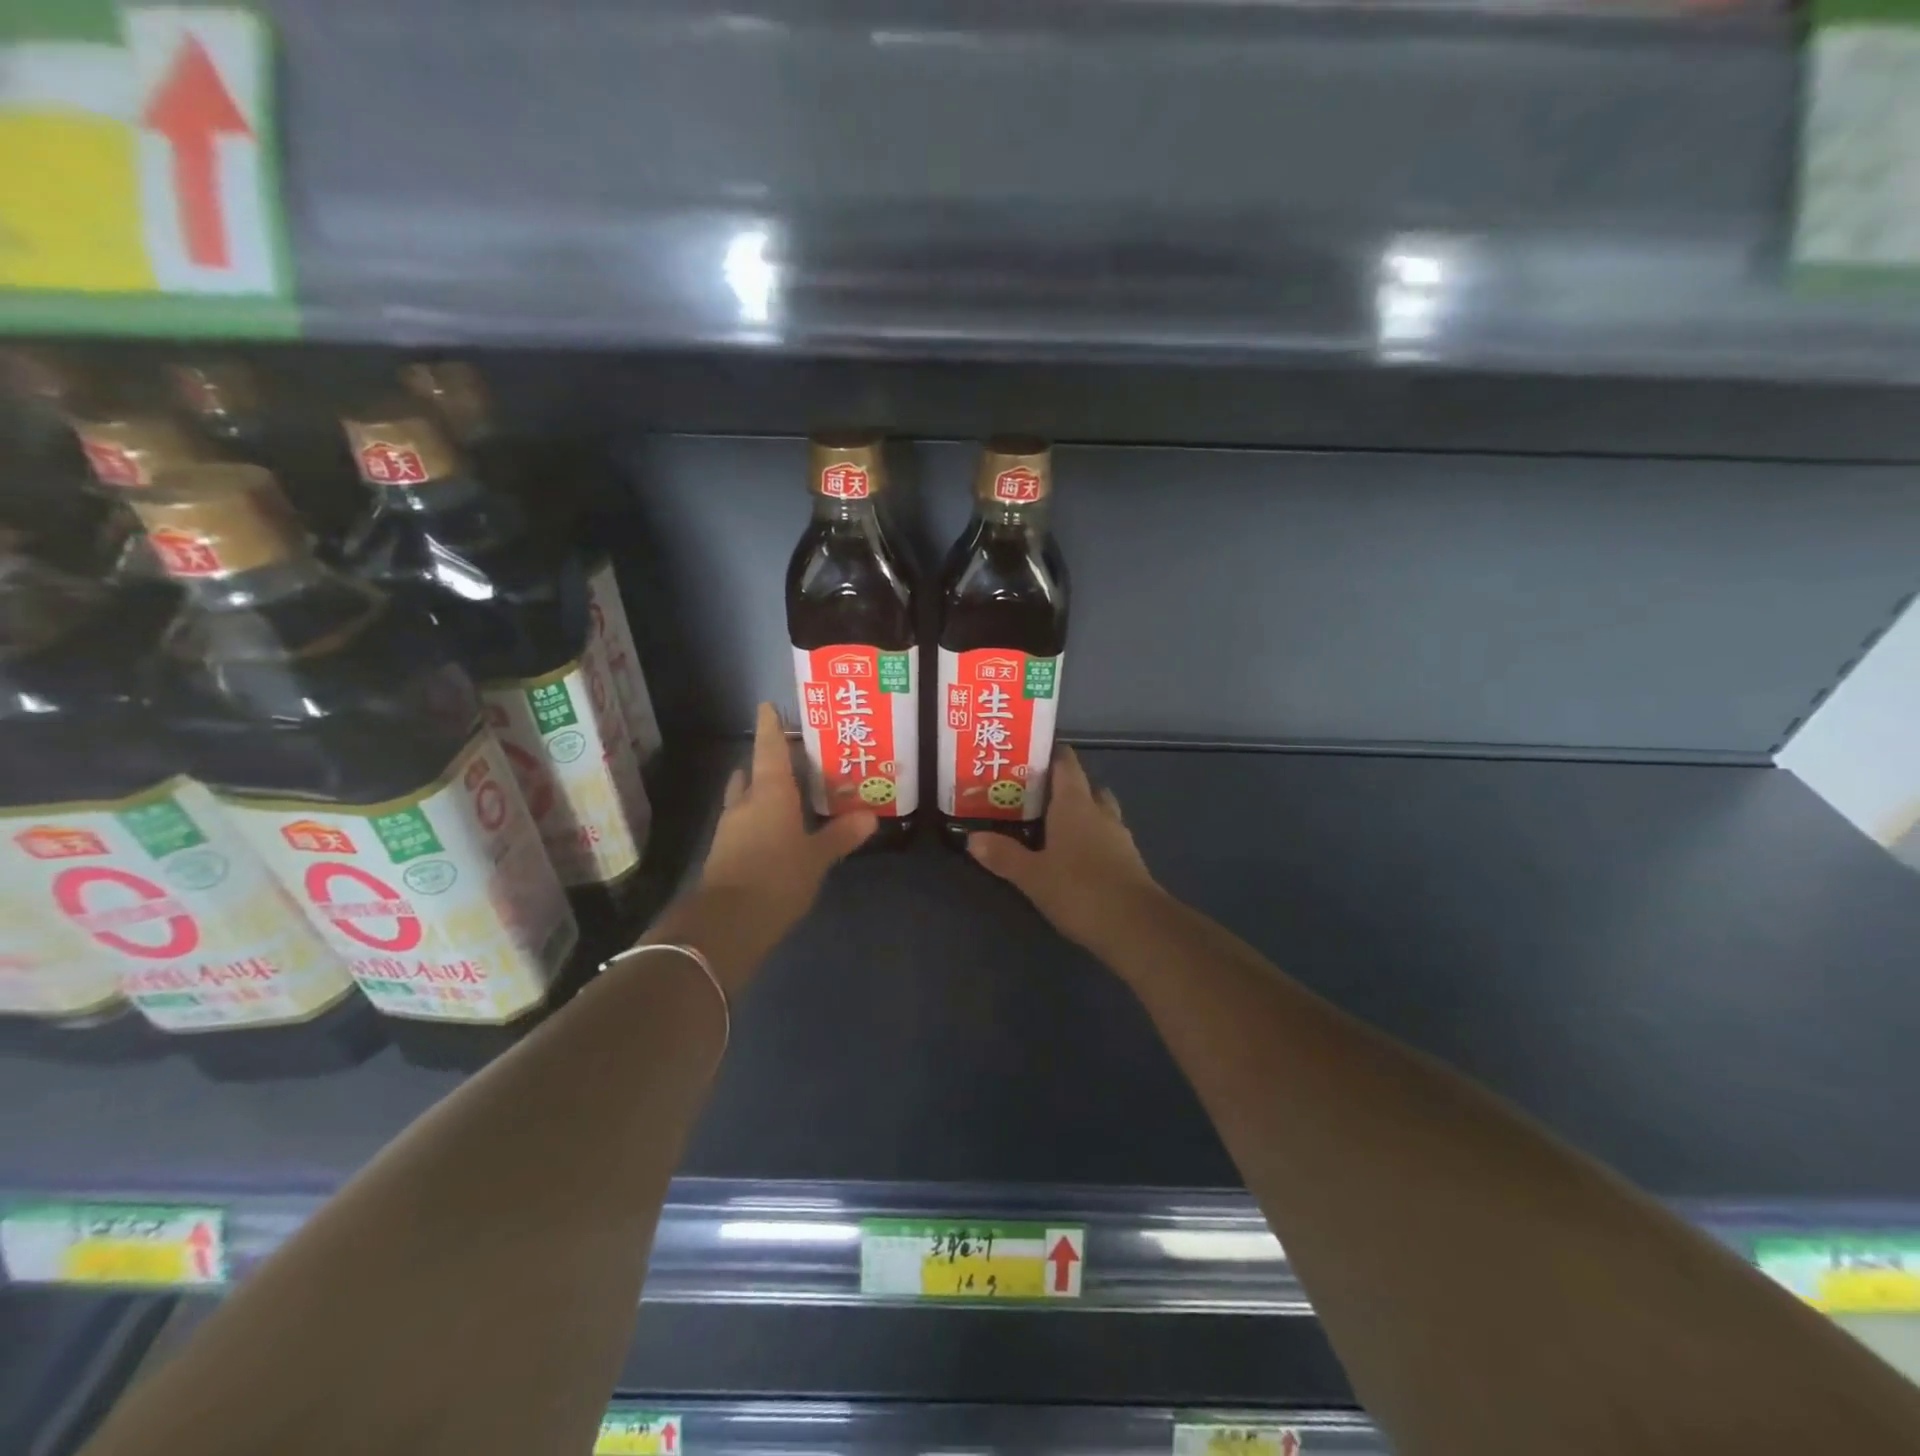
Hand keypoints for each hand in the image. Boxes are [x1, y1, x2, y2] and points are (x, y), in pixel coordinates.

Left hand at [695, 702, 876, 946]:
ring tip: (785, 791)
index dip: (769, 726)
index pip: (769, 749)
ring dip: (759, 790)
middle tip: (792, 758)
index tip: (767, 706)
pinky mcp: (725, 853)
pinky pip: (743, 822)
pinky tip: (775, 830)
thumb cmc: (777, 877)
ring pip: (744, 797)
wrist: (727, 923)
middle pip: (754, 772)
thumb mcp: (816, 858)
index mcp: (770, 793)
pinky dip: (757, 818)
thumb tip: (870, 817)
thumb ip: (841, 836)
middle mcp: (746, 803)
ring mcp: (730, 829)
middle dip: (768, 762)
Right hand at [967, 746, 1162, 950]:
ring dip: (1079, 814)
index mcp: (1075, 804)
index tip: (1027, 758)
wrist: (1137, 927)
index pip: (1065, 764)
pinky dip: (1090, 839)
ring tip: (1051, 827)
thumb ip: (1003, 855)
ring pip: (1098, 812)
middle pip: (1084, 786)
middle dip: (1062, 787)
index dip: (1049, 755)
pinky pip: (1106, 837)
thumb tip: (973, 838)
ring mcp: (1119, 836)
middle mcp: (1099, 812)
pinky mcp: (1128, 861)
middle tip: (1033, 797)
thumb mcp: (1033, 875)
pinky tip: (1073, 857)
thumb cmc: (1080, 890)